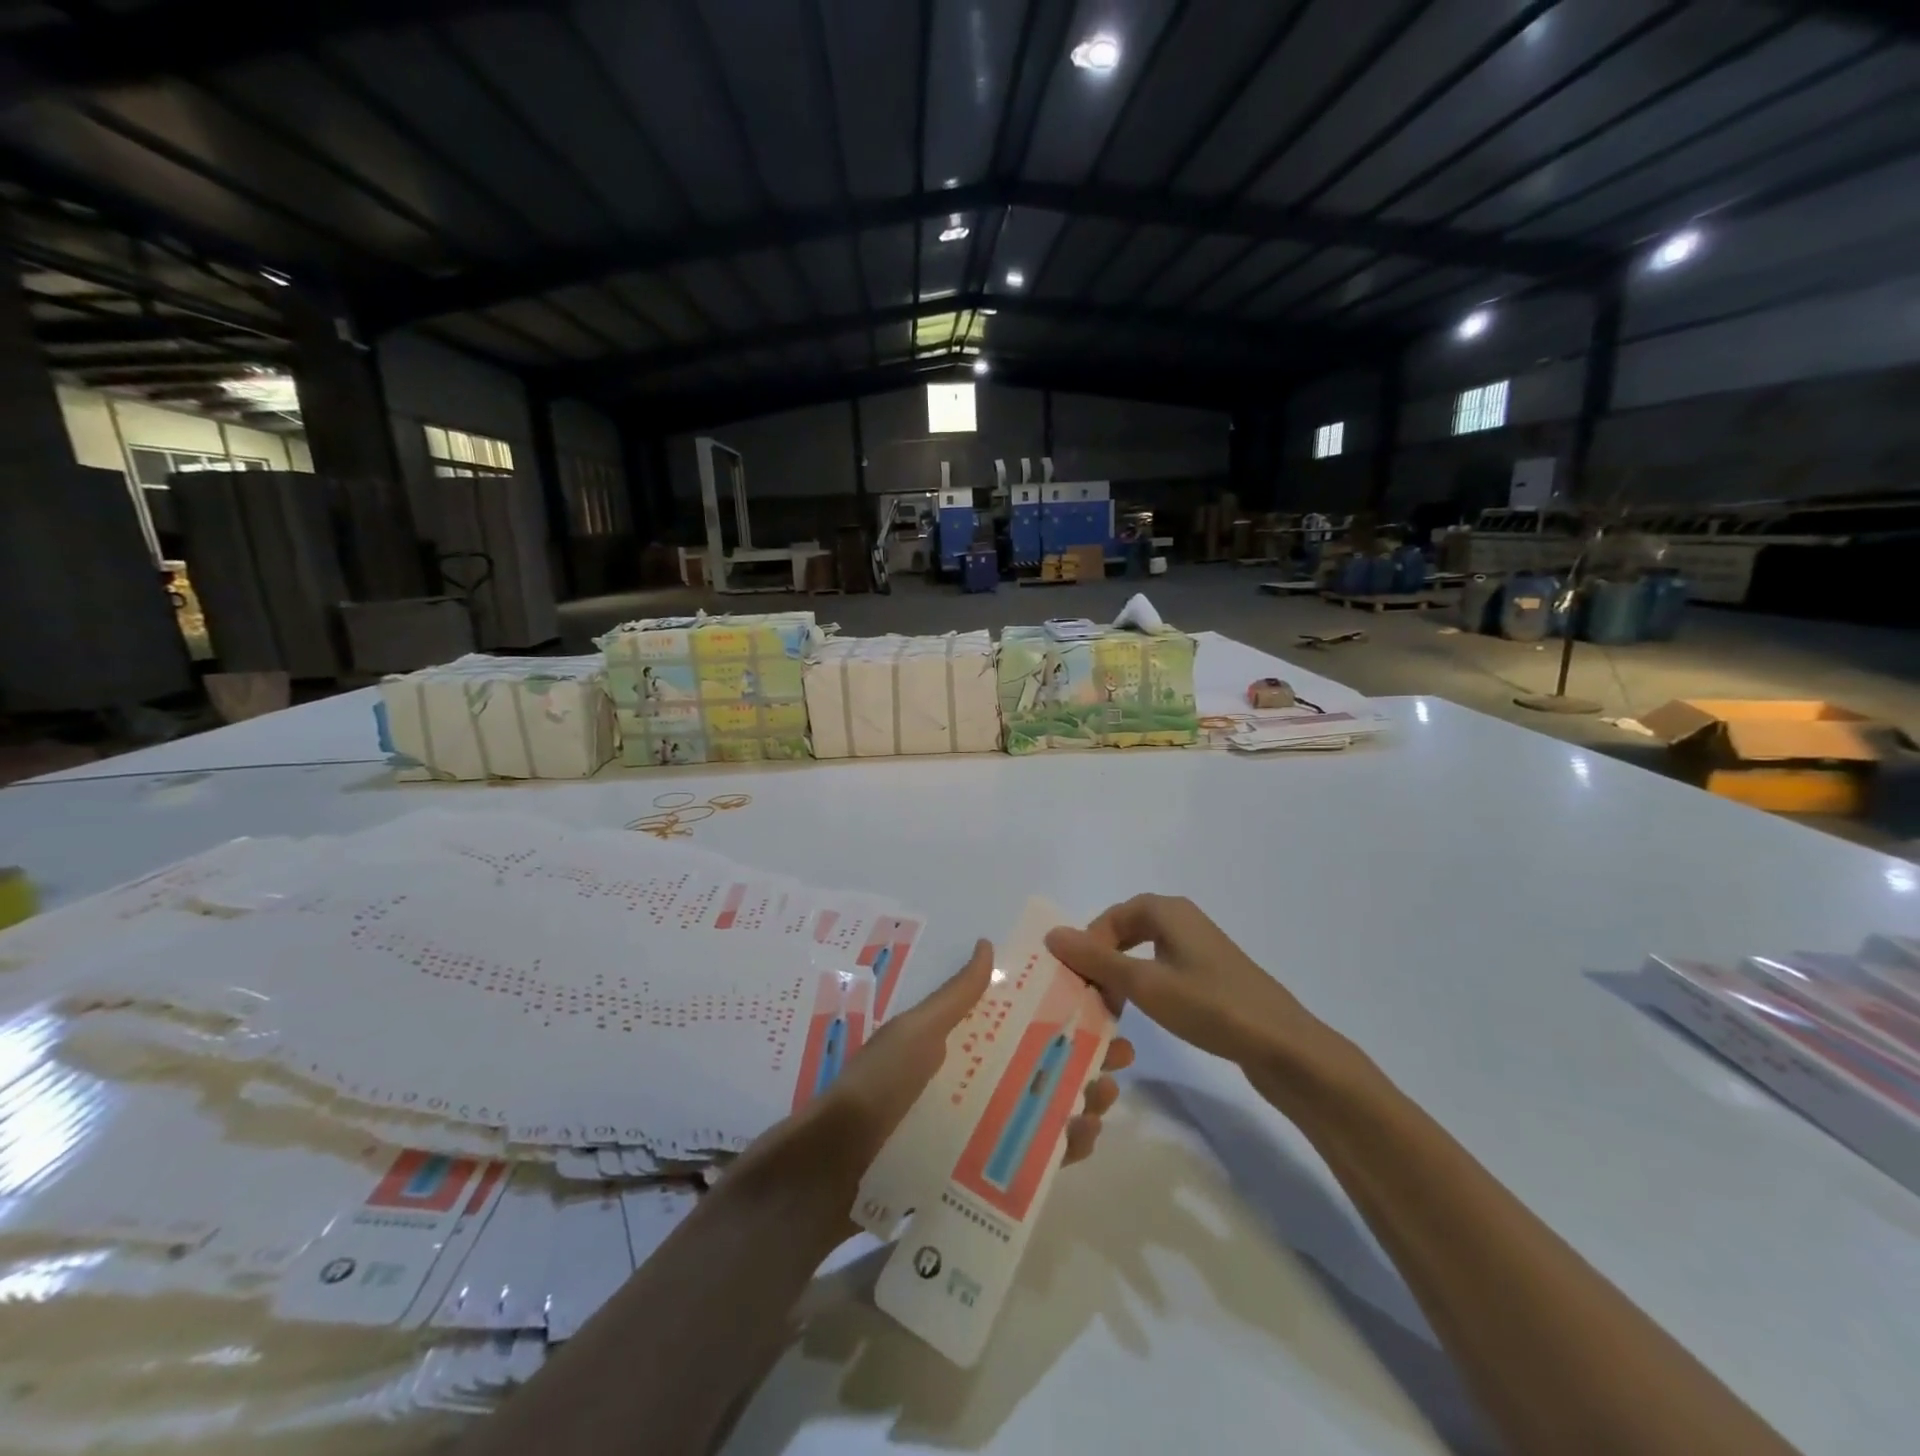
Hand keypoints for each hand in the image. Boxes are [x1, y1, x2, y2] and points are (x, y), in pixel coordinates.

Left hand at [815, 939, 1134, 1171]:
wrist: (834, 1171)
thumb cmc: (879, 1088)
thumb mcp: (915, 1032)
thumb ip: (955, 997)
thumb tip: (987, 944)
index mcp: (962, 1042)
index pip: (1021, 1020)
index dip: (1062, 1012)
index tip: (1101, 1006)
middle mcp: (976, 1080)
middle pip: (1041, 1064)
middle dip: (1083, 1057)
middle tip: (1119, 1060)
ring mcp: (979, 1127)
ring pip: (1043, 1109)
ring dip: (1080, 1101)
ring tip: (1102, 1100)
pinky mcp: (980, 1172)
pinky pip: (1030, 1157)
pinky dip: (1061, 1148)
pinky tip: (1081, 1140)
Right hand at [1045, 895, 1335, 1076]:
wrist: (1284, 1046)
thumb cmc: (1210, 1007)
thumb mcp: (1144, 984)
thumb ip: (1096, 958)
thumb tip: (1052, 933)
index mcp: (1168, 911)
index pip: (1111, 916)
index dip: (1088, 944)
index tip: (1078, 981)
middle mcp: (1183, 920)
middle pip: (1126, 931)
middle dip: (1103, 961)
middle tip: (1090, 995)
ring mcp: (1200, 948)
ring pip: (1144, 952)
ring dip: (1122, 976)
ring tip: (1112, 1009)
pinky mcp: (1212, 975)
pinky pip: (1164, 969)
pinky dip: (1145, 986)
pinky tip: (1145, 1013)